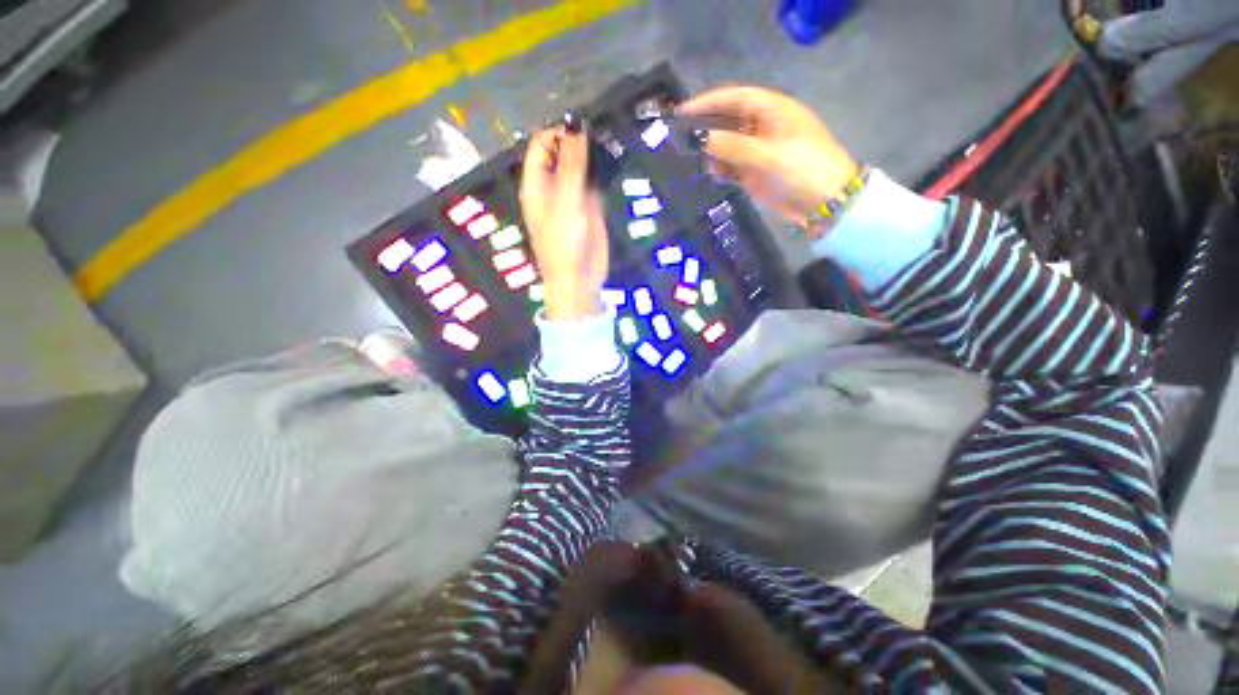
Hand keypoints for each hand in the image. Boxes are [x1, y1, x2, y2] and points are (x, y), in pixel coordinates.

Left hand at [520, 126, 608, 320]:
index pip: (542, 145)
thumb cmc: (564, 241)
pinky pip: (595, 184)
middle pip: (562, 153)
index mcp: (536, 183)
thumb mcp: (566, 200)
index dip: (559, 132)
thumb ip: (572, 165)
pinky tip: (614, 163)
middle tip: (601, 133)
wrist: (579, 278)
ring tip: (610, 143)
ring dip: (593, 156)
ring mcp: (572, 197)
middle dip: (578, 142)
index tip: (583, 128)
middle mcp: (552, 186)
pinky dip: (602, 173)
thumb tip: (577, 128)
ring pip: (581, 167)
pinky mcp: (590, 208)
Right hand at [678, 86, 859, 225]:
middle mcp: (763, 127)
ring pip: (727, 145)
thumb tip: (700, 139)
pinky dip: (720, 169)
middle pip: (728, 120)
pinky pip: (731, 166)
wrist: (824, 203)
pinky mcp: (755, 173)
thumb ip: (733, 147)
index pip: (735, 98)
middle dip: (706, 126)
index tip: (682, 112)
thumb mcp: (768, 155)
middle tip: (679, 136)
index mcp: (773, 110)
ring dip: (712, 150)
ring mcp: (758, 151)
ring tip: (691, 158)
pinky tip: (711, 173)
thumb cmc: (803, 169)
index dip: (708, 102)